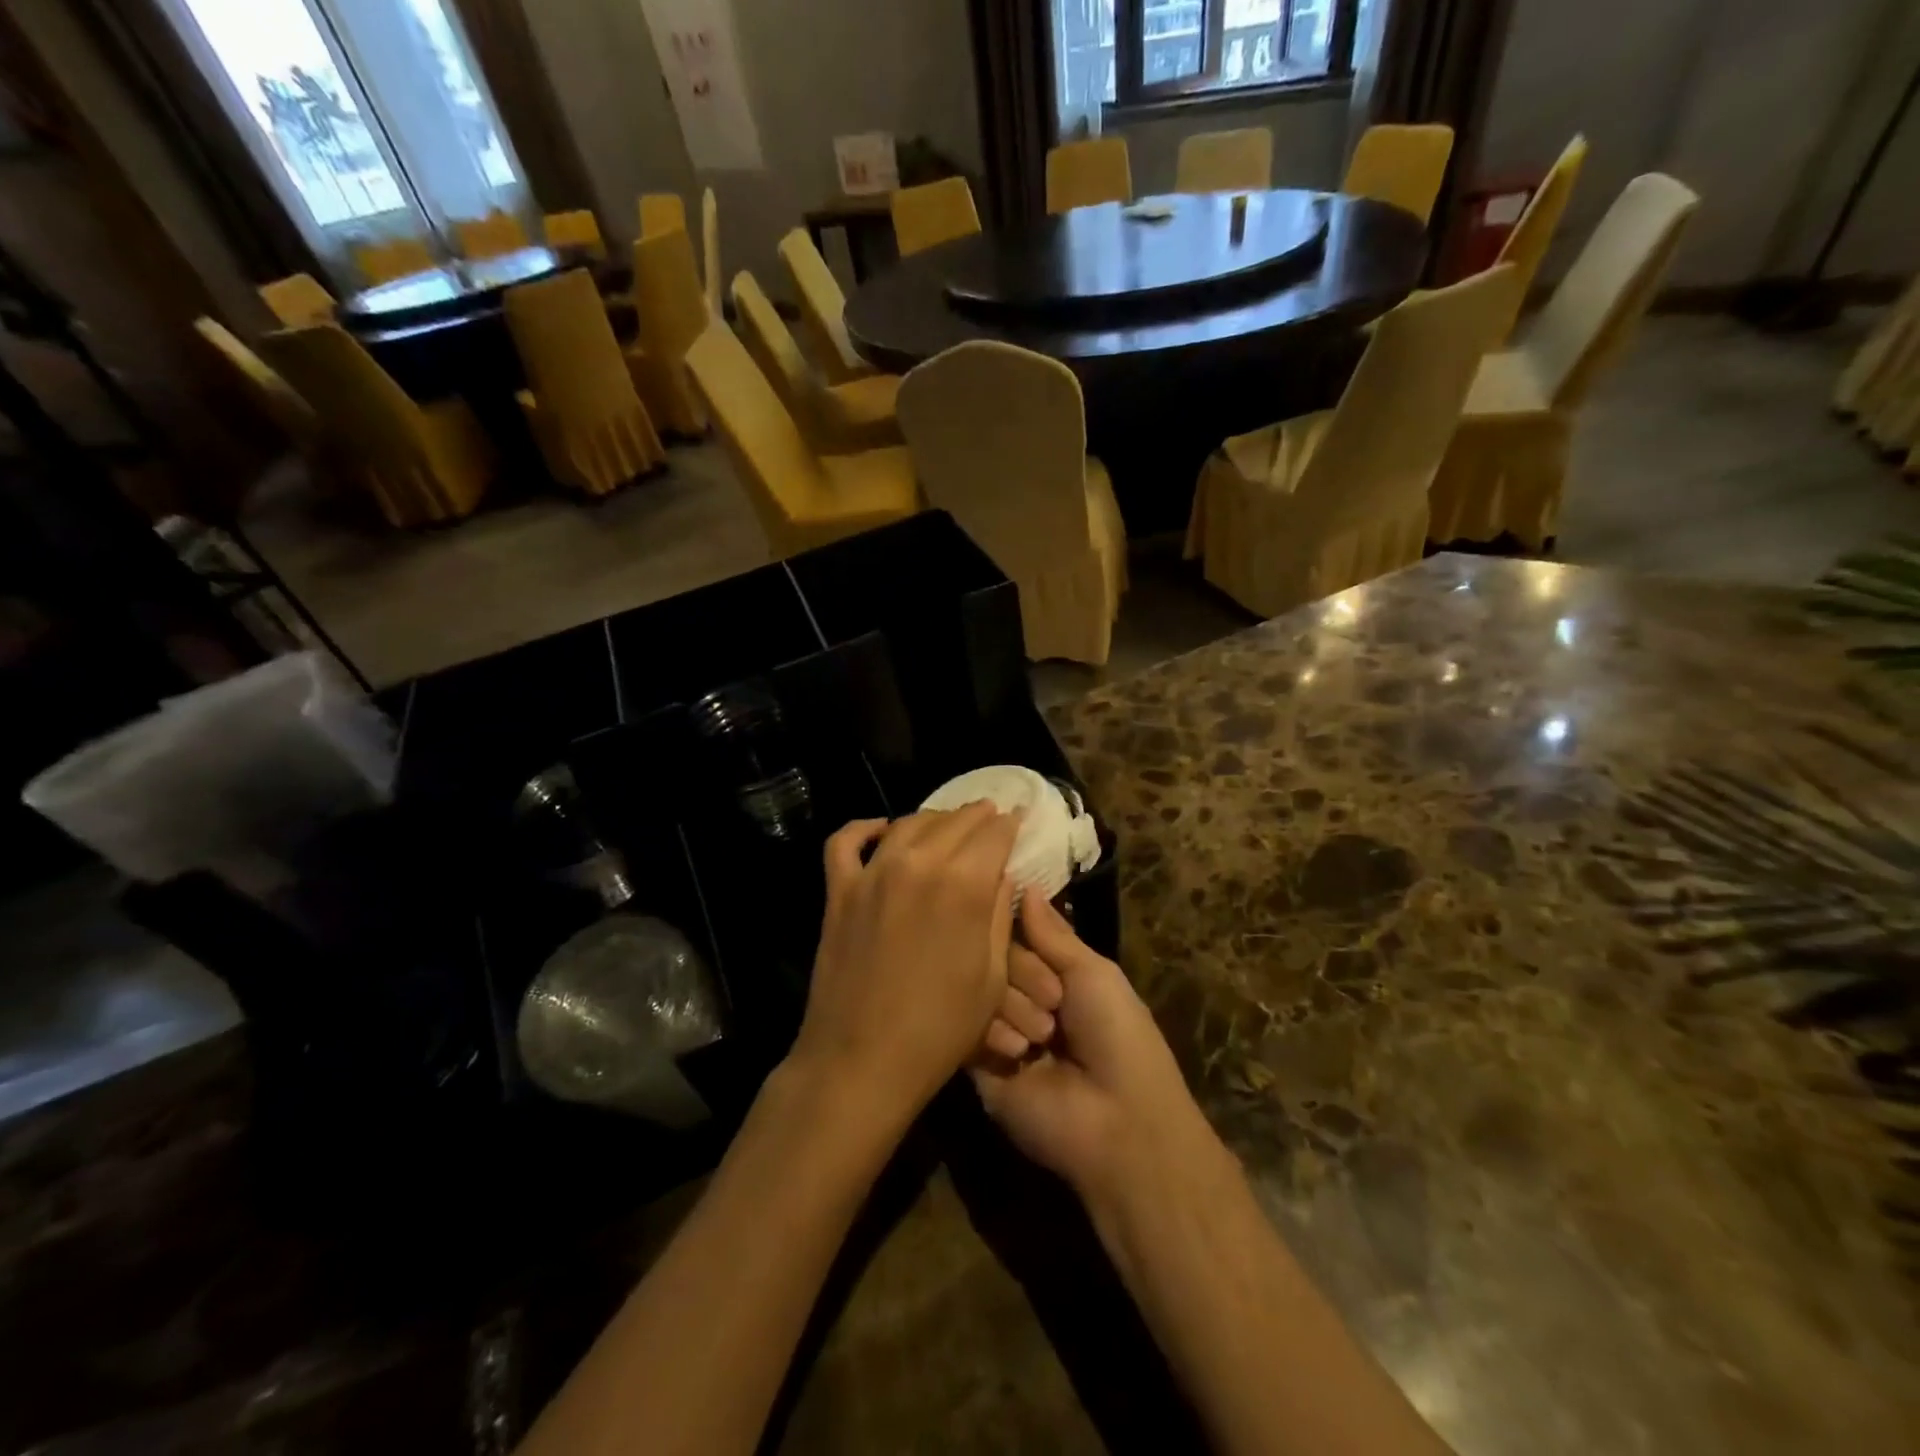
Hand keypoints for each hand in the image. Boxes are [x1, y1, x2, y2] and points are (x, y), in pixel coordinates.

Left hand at [794, 804, 1021, 1122]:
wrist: (862, 1061)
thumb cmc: (939, 1029)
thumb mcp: (991, 975)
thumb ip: (997, 914)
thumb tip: (999, 873)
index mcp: (964, 884)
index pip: (994, 833)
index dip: (1010, 824)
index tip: (1018, 819)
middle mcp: (918, 863)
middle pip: (954, 821)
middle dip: (978, 816)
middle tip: (990, 816)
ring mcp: (872, 873)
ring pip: (908, 823)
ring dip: (935, 818)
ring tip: (949, 824)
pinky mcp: (839, 890)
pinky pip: (846, 841)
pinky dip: (865, 828)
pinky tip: (882, 830)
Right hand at [970, 893, 1212, 1199]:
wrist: (1116, 1121)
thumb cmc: (1118, 1036)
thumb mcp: (1093, 973)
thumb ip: (1052, 933)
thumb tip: (1023, 884)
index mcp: (1054, 972)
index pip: (1015, 929)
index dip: (1015, 923)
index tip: (1011, 920)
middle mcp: (1021, 993)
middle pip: (993, 954)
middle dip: (1023, 971)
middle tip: (1054, 1001)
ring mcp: (996, 1026)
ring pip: (976, 985)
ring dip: (1012, 1004)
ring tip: (1042, 1037)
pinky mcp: (974, 1061)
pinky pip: (963, 1024)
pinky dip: (991, 1030)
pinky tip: (1019, 1052)